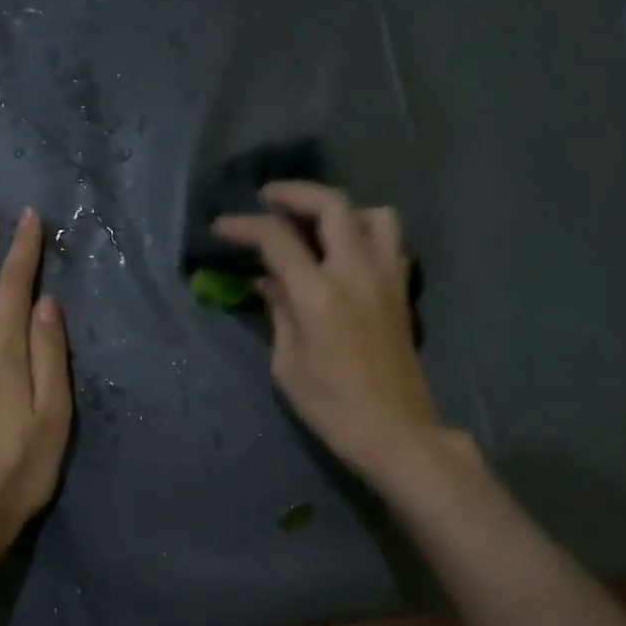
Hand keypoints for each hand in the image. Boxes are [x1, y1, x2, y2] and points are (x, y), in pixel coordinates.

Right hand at [213, 181, 441, 481]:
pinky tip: (347, 254)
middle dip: (296, 193)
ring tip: (318, 225)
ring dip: (342, 209)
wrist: (396, 432)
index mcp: (320, 295)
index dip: (245, 226)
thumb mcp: (288, 364)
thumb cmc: (332, 407)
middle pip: (332, 205)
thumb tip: (267, 280)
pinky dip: (367, 233)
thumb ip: (278, 311)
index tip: (222, 227)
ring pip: (375, 214)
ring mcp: (387, 278)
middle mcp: (357, 273)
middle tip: (269, 199)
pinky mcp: (403, 291)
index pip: (277, 239)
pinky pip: (391, 242)